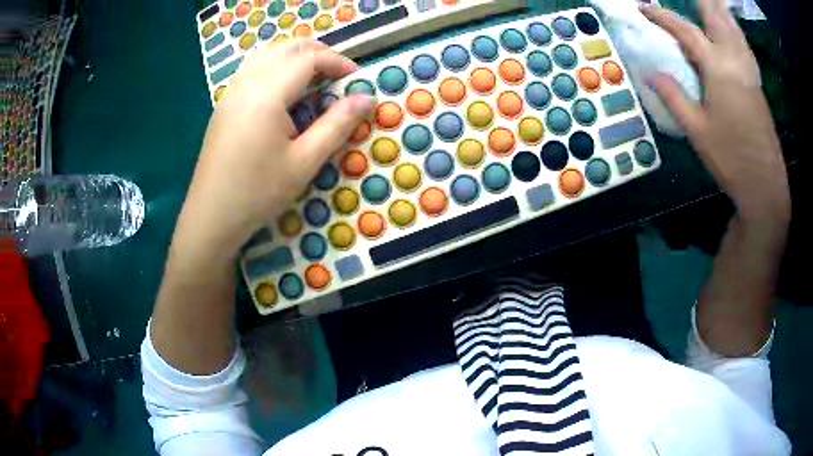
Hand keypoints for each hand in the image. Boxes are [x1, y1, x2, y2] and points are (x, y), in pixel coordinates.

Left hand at [180, 39, 375, 250]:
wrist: (211, 217)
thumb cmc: (258, 193)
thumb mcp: (304, 162)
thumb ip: (337, 125)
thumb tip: (367, 98)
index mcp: (267, 95)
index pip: (308, 58)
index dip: (337, 61)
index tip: (356, 78)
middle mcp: (246, 84)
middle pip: (286, 48)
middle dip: (318, 53)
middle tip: (338, 75)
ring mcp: (231, 93)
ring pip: (267, 54)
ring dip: (295, 56)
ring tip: (314, 79)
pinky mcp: (224, 105)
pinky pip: (253, 69)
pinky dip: (275, 67)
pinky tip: (283, 93)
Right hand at [642, 1, 789, 220]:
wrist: (765, 185)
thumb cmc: (731, 159)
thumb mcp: (697, 131)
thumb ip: (674, 96)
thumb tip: (650, 73)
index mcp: (718, 69)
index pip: (685, 30)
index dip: (662, 16)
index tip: (644, 8)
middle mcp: (735, 61)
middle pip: (716, 17)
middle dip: (701, 2)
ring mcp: (750, 71)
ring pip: (733, 27)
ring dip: (718, 10)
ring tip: (707, 3)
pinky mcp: (757, 83)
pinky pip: (743, 43)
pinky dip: (733, 28)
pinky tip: (730, 29)